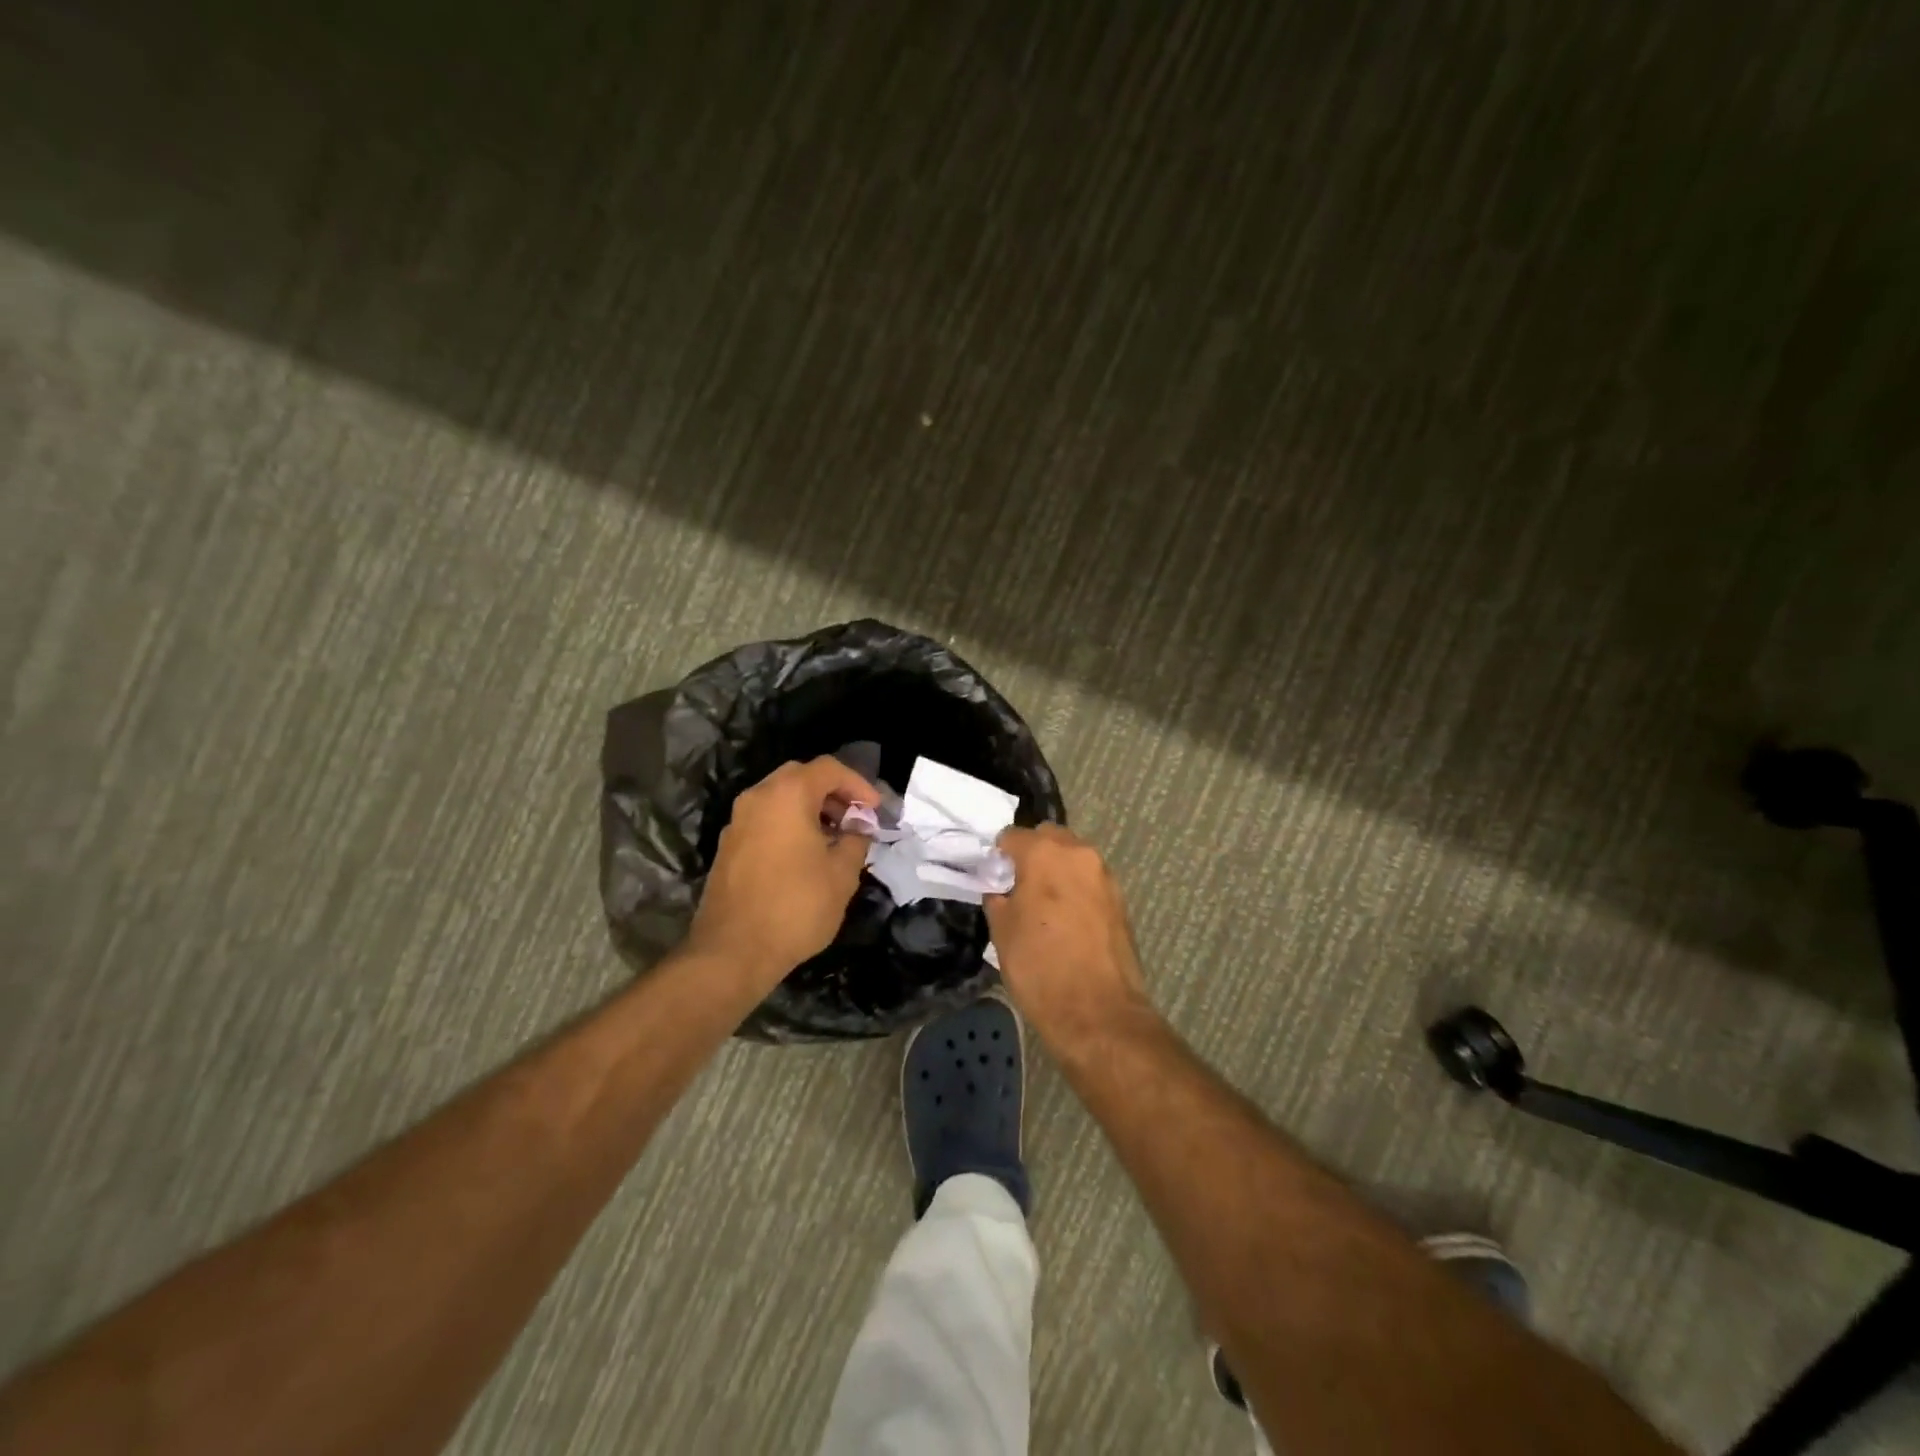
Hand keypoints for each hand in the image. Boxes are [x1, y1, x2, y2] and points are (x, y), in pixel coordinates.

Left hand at [688, 757, 877, 986]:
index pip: (828, 769)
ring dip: (811, 809)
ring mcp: (738, 822)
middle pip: (800, 777)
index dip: (858, 784)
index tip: (875, 810)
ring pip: (780, 798)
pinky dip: (790, 824)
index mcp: (787, 795)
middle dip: (833, 793)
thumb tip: (857, 829)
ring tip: (835, 838)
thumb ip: (855, 840)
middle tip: (855, 818)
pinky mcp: (729, 846)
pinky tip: (807, 855)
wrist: (733, 951)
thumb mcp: (842, 874)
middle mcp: (757, 798)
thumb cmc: (796, 907)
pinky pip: (766, 820)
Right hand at [985, 825, 1151, 1045]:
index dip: (998, 855)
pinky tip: (1066, 921)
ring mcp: (1105, 876)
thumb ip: (998, 898)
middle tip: (1017, 886)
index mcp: (1045, 853)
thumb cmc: (1040, 967)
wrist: (1098, 1013)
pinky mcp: (1121, 900)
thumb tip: (1001, 889)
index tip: (992, 876)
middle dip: (1032, 854)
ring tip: (1043, 906)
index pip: (1012, 836)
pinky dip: (1075, 890)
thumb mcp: (1001, 932)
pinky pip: (1089, 882)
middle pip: (1049, 838)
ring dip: (1056, 871)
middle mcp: (1079, 854)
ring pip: (1073, 859)